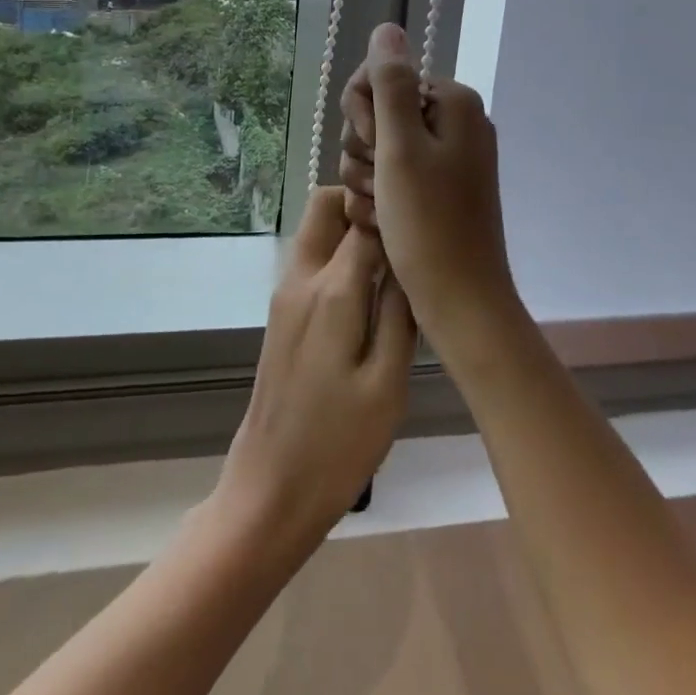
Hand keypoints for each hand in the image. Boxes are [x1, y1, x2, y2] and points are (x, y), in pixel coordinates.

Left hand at [215, 186, 415, 551]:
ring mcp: (286, 295)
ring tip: (396, 258)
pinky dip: (339, 254)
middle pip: (326, 205)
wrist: (269, 491)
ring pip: (317, 229)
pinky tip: (371, 290)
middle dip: (363, 202)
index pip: (364, 217)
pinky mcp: (282, 314)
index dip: (395, 209)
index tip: (426, 216)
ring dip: (351, 227)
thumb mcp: (388, 384)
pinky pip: (313, 260)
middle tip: (405, 231)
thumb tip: (411, 258)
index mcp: (331, 291)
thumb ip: (401, 312)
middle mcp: (301, 279)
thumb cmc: (337, 445)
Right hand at [337, 24, 524, 361]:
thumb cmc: (429, 223)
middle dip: (364, 149)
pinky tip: (384, 223)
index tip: (371, 145)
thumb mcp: (401, 147)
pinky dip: (381, 198)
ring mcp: (448, 158)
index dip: (363, 110)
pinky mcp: (439, 189)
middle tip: (378, 184)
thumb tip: (387, 28)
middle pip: (380, 112)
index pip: (383, 76)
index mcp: (454, 102)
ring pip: (379, 148)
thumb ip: (390, 83)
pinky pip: (393, 176)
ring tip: (381, 211)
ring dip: (367, 178)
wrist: (460, 301)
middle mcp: (455, 122)